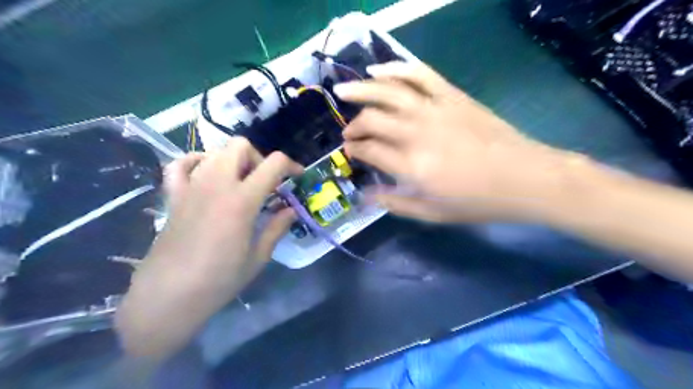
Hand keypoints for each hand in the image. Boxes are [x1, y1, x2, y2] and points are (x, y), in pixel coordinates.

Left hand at [115, 139, 299, 357]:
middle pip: (240, 146)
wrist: (169, 295)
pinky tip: (206, 175)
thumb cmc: (220, 280)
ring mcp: (191, 187)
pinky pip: (180, 164)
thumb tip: (291, 210)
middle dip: (259, 158)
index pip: (274, 163)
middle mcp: (217, 184)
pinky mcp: (173, 195)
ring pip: (215, 151)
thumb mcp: (258, 256)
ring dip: (233, 161)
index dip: (291, 165)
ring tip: (240, 183)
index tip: (297, 176)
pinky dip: (197, 162)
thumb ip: (277, 227)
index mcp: (242, 200)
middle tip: (265, 182)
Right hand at [334, 62, 568, 222]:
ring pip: (388, 91)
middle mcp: (417, 133)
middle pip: (372, 119)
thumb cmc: (477, 202)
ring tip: (343, 91)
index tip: (349, 151)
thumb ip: (395, 204)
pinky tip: (378, 70)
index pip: (369, 149)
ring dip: (361, 89)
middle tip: (349, 133)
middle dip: (354, 126)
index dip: (353, 148)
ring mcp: (435, 109)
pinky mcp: (452, 96)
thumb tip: (365, 195)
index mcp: (411, 166)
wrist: (525, 178)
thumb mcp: (432, 214)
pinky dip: (396, 68)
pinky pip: (419, 74)